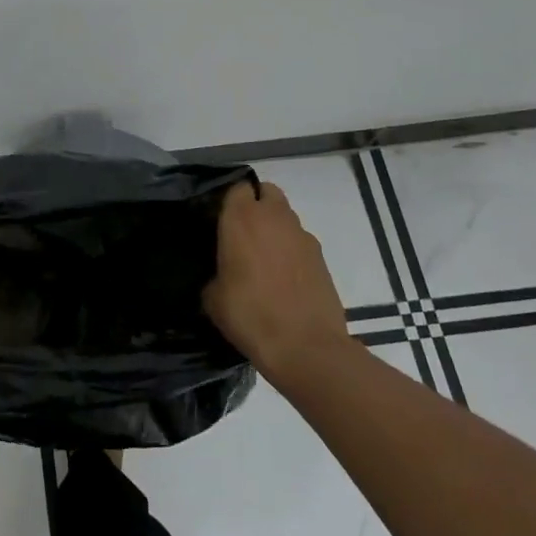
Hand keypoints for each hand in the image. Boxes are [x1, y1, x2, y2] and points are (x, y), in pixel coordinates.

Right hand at [204, 182, 350, 379]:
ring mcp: (303, 236)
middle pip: (267, 192)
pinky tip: (284, 279)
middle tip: (243, 232)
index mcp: (242, 219)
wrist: (306, 348)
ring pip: (286, 216)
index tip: (221, 219)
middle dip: (257, 204)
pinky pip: (300, 242)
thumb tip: (221, 274)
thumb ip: (215, 273)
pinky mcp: (322, 258)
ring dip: (275, 228)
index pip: (237, 187)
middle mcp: (275, 218)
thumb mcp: (213, 298)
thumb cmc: (250, 315)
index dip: (230, 200)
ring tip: (264, 259)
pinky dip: (291, 251)